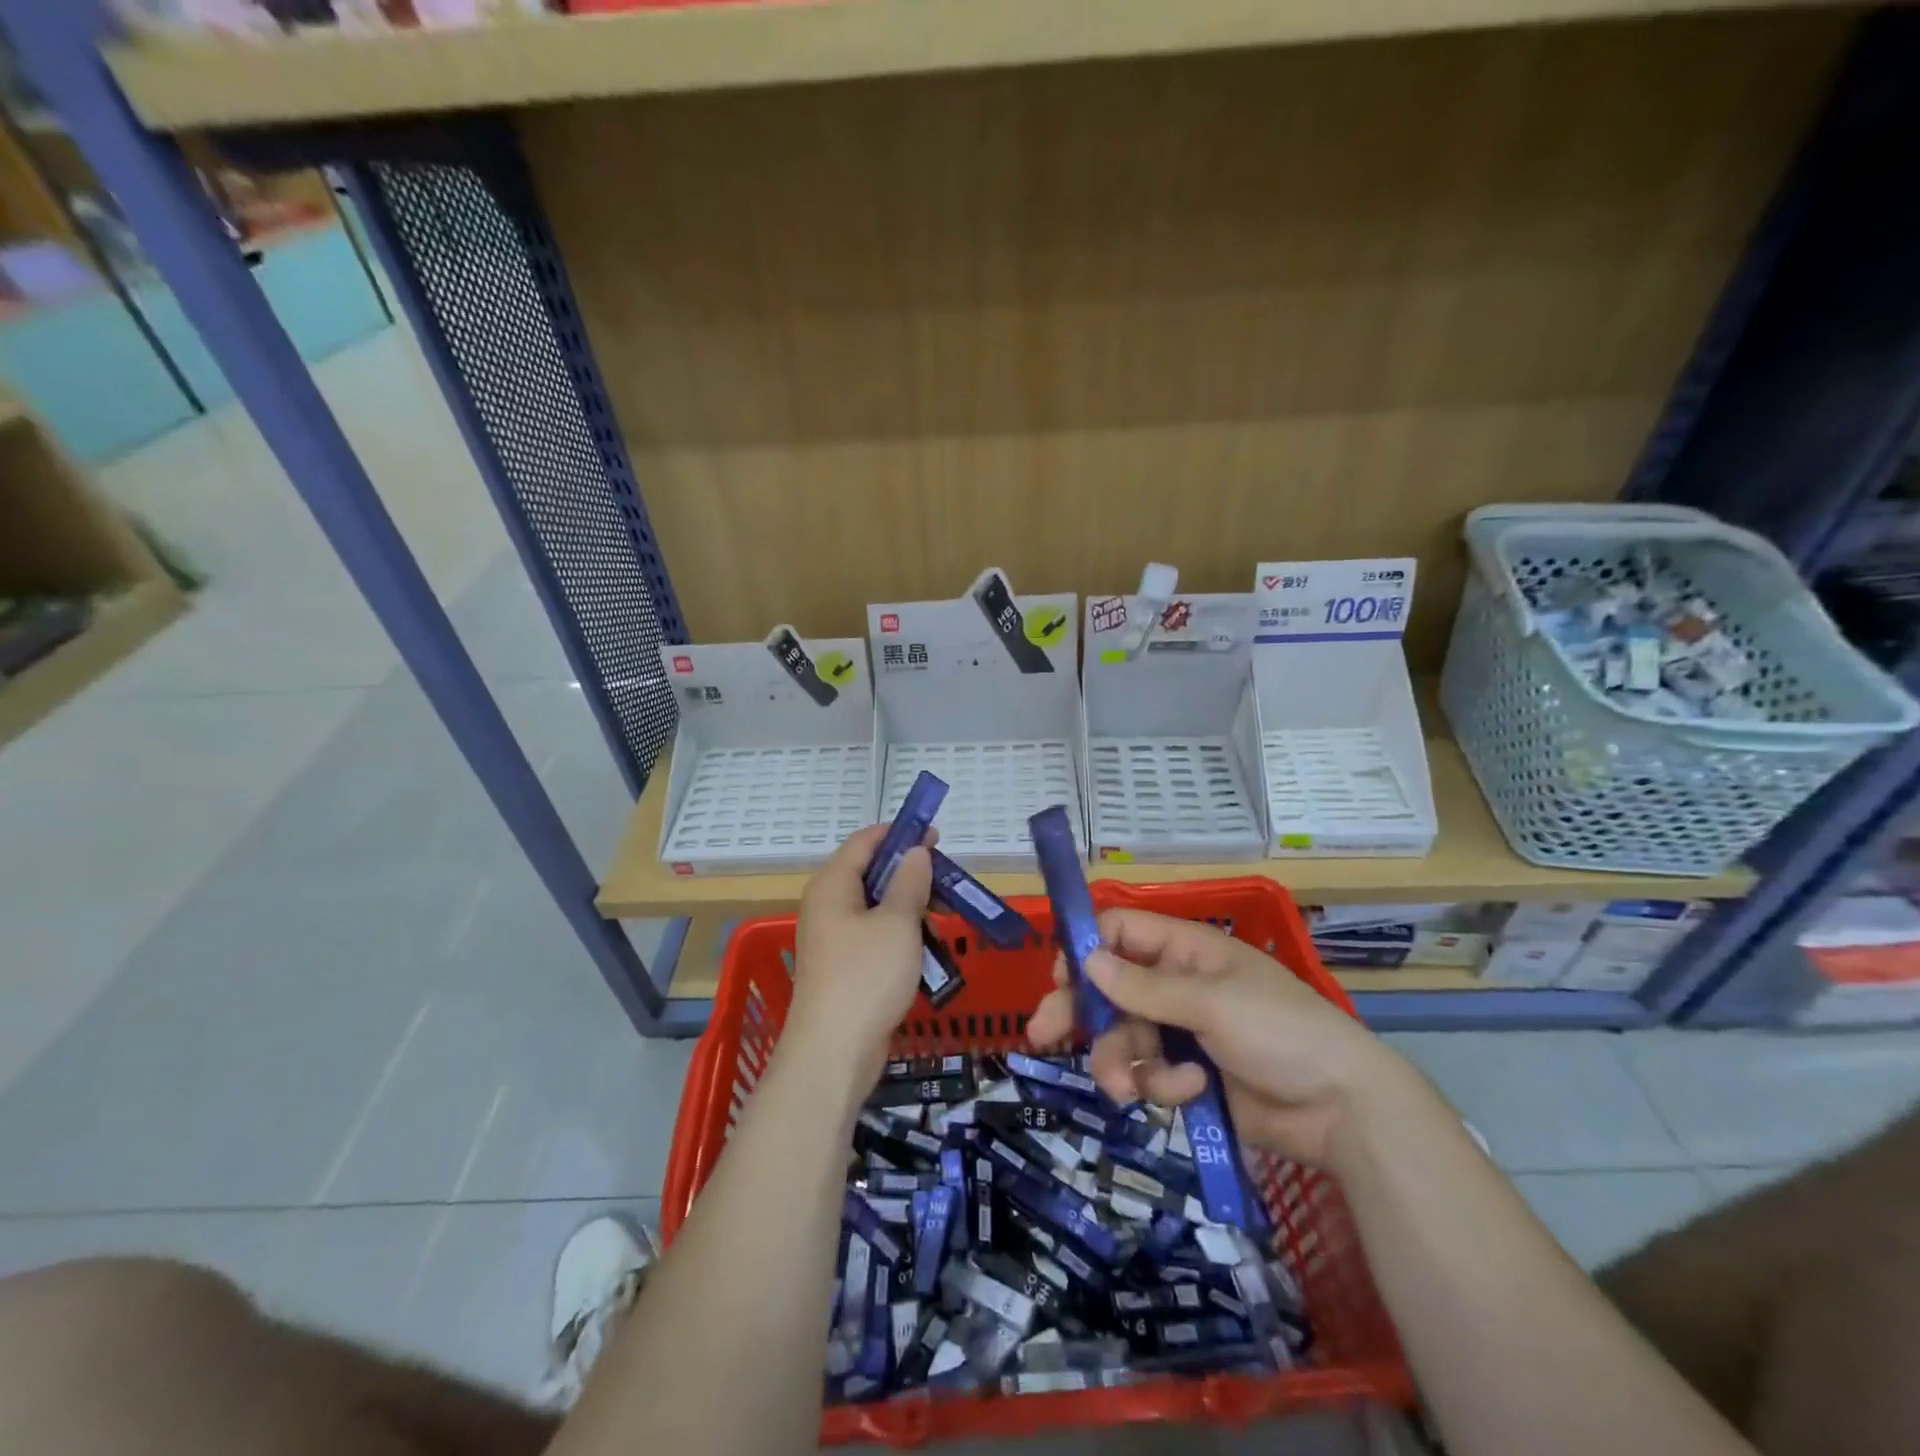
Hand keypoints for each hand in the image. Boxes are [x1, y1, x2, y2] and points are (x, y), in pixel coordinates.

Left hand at [785, 824, 934, 1092]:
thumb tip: (915, 851)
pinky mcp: (845, 968)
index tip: (937, 836)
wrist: (833, 1054)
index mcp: (833, 884)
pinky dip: (902, 938)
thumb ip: (910, 881)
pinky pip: (877, 938)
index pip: (866, 841)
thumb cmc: (867, 977)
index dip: (901, 834)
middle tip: (950, 884)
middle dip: (913, 875)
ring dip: (912, 910)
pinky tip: (928, 953)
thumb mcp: (897, 922)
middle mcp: (828, 905)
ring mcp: (835, 939)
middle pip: (873, 874)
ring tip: (944, 923)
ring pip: (879, 909)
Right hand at [1026, 909, 1411, 1167]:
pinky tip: (1188, 1094)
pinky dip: (1160, 1085)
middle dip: (1078, 1011)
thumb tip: (1087, 960)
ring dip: (1119, 1062)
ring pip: (1121, 1037)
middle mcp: (1176, 985)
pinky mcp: (1186, 1077)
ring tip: (1126, 1089)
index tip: (1059, 975)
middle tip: (1040, 1033)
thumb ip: (1145, 987)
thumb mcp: (1212, 1002)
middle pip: (1109, 988)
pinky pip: (1147, 1074)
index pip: (1122, 932)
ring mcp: (1180, 1032)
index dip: (1088, 948)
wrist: (1341, 1111)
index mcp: (1186, 951)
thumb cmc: (1282, 1033)